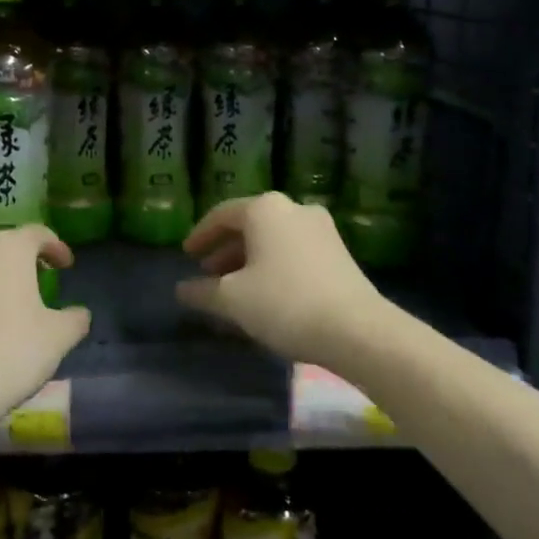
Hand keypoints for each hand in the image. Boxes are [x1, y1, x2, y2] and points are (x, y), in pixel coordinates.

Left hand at [0, 226, 90, 453]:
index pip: (37, 233)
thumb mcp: (59, 336)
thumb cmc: (15, 350)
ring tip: (16, 293)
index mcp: (9, 248)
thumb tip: (79, 314)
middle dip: (25, 254)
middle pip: (5, 241)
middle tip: (42, 274)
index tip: (67, 265)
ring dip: (0, 269)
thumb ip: (75, 318)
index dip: (56, 246)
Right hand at [176, 192, 386, 368]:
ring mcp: (321, 229)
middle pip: (249, 225)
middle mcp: (294, 209)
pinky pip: (293, 251)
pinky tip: (265, 293)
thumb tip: (182, 290)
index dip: (200, 235)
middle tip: (207, 272)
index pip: (221, 214)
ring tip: (233, 287)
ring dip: (249, 259)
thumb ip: (202, 291)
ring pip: (273, 239)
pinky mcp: (339, 252)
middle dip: (225, 249)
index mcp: (265, 209)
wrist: (357, 329)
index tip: (186, 254)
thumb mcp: (232, 300)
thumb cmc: (284, 303)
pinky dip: (273, 265)